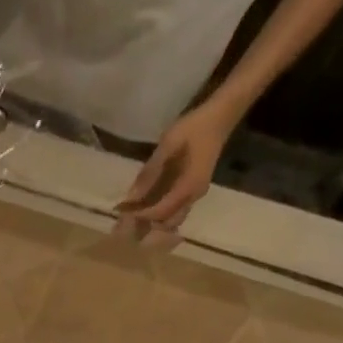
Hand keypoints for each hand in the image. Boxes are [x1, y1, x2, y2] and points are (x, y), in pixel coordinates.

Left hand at [118, 100, 239, 231]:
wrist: (221, 116)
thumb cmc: (195, 127)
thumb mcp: (169, 144)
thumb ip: (150, 171)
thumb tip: (131, 196)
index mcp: (188, 187)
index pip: (160, 212)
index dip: (139, 215)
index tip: (121, 212)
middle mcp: (193, 196)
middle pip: (166, 224)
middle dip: (145, 226)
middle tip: (124, 222)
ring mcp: (194, 195)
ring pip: (171, 220)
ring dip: (151, 223)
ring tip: (131, 217)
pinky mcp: (192, 191)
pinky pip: (174, 211)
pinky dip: (158, 214)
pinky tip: (143, 209)